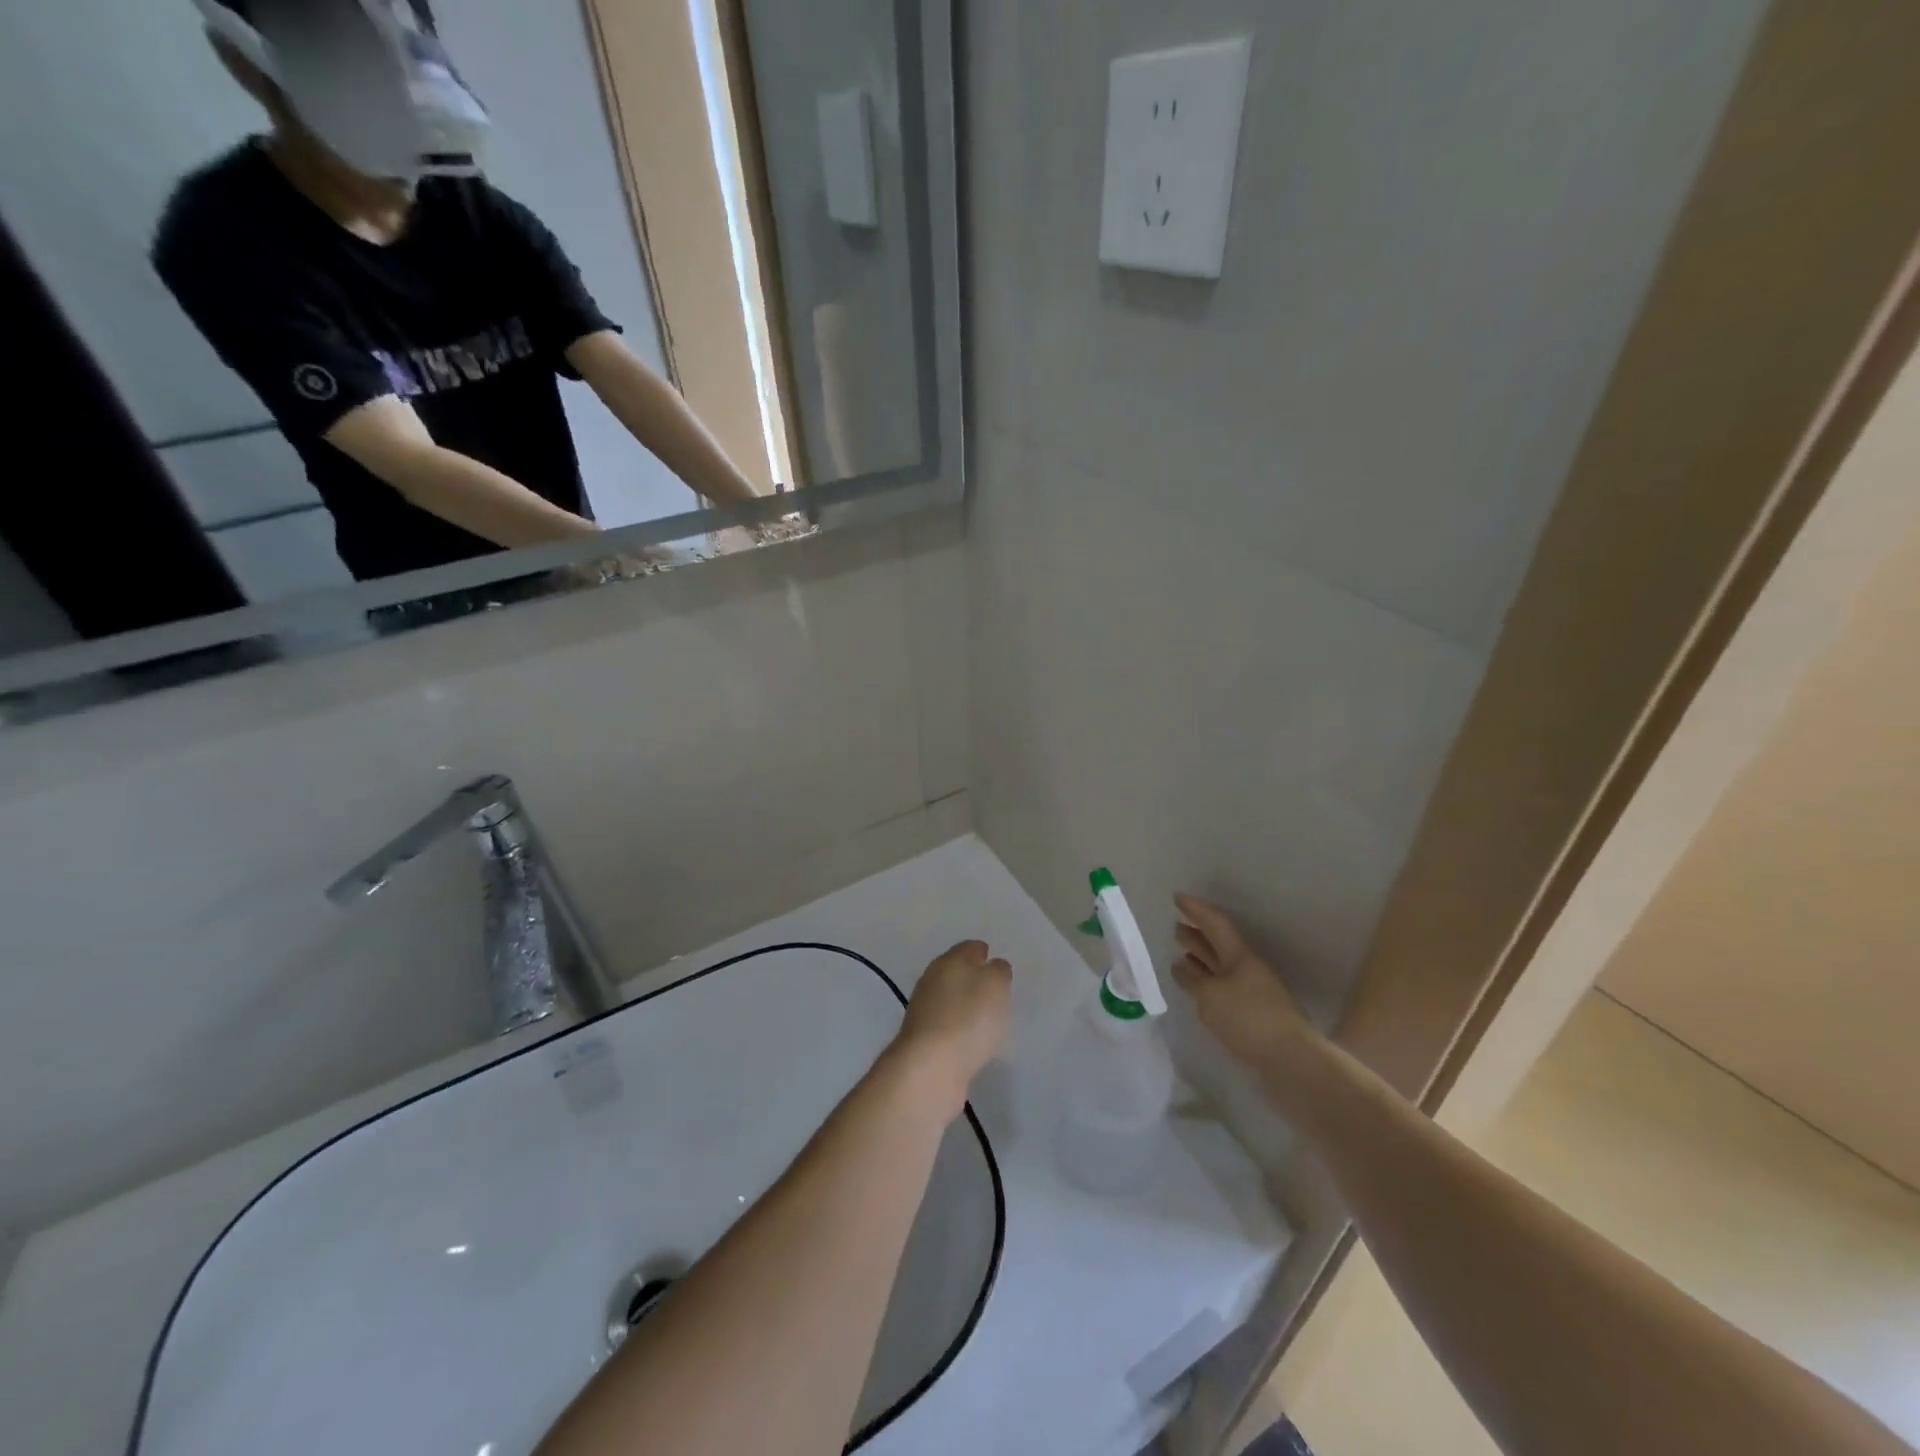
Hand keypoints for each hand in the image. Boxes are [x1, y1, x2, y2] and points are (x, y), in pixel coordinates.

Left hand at [892, 941, 1012, 1116]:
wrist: (930, 1068)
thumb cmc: (968, 1018)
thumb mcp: (995, 985)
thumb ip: (998, 972)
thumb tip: (993, 967)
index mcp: (949, 961)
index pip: (970, 948)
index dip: (985, 954)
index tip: (999, 967)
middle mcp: (932, 980)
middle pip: (957, 973)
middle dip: (974, 980)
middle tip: (996, 993)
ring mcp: (924, 1011)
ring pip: (950, 1000)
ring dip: (965, 1007)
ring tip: (987, 1020)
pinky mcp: (923, 1041)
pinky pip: (947, 1027)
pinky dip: (959, 1031)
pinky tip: (971, 1043)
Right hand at [1172, 894, 1317, 1072]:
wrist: (1290, 1059)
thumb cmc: (1248, 1018)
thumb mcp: (1210, 996)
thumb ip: (1193, 979)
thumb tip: (1182, 967)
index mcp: (1239, 955)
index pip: (1215, 923)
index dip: (1196, 909)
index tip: (1177, 897)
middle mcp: (1247, 967)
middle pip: (1219, 943)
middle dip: (1197, 933)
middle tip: (1176, 925)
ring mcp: (1252, 989)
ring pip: (1221, 965)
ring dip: (1201, 958)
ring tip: (1181, 953)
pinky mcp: (1252, 1011)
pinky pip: (1223, 985)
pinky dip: (1207, 980)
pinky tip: (1197, 986)